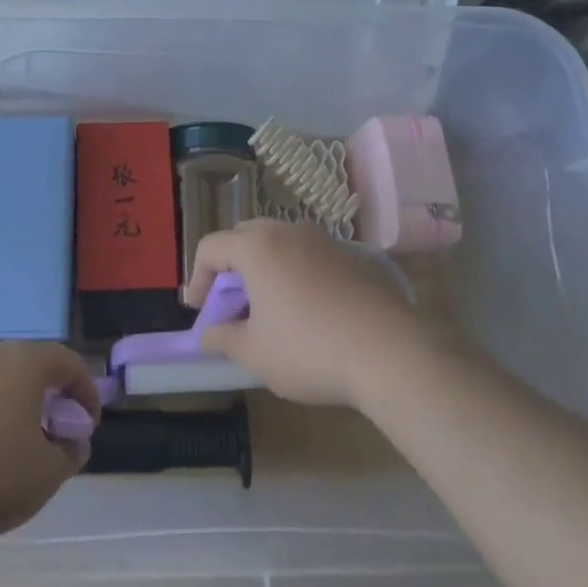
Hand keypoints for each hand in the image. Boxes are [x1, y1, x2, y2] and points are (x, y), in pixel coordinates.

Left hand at [0, 341, 101, 548]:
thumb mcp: (44, 477)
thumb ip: (69, 454)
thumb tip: (73, 441)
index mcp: (24, 361)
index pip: (68, 363)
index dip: (85, 392)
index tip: (88, 424)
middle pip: (28, 364)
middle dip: (45, 395)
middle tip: (51, 431)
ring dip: (7, 402)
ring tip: (8, 442)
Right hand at [187, 219, 422, 409]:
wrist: (390, 352)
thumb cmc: (309, 349)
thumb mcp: (255, 354)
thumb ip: (224, 339)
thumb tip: (208, 335)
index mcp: (257, 247)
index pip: (211, 247)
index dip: (196, 278)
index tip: (199, 312)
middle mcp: (288, 232)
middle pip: (244, 237)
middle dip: (230, 268)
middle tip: (231, 305)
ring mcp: (324, 241)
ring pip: (279, 243)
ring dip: (263, 269)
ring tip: (268, 308)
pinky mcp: (352, 257)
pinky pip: (309, 256)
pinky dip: (295, 274)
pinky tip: (307, 311)